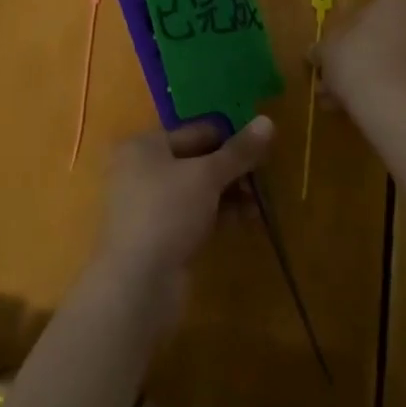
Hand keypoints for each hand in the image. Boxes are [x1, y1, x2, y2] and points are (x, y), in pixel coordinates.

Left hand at [96, 117, 274, 317]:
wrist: (137, 285)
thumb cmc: (168, 213)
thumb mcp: (207, 176)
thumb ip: (239, 151)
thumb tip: (268, 121)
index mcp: (146, 145)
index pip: (197, 131)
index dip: (231, 138)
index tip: (263, 151)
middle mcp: (142, 168)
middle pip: (197, 159)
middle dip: (232, 170)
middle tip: (262, 181)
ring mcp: (149, 204)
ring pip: (197, 189)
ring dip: (229, 193)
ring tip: (258, 205)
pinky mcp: (159, 234)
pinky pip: (194, 213)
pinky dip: (217, 213)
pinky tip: (245, 220)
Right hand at [316, 0, 405, 117]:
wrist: (393, 105)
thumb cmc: (356, 59)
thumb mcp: (326, 48)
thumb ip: (322, 47)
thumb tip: (315, 52)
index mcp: (395, 2)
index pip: (366, 11)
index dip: (343, 32)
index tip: (329, 51)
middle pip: (378, 38)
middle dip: (352, 59)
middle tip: (329, 79)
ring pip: (386, 62)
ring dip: (362, 78)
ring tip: (336, 102)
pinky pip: (398, 82)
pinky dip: (378, 92)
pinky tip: (354, 109)